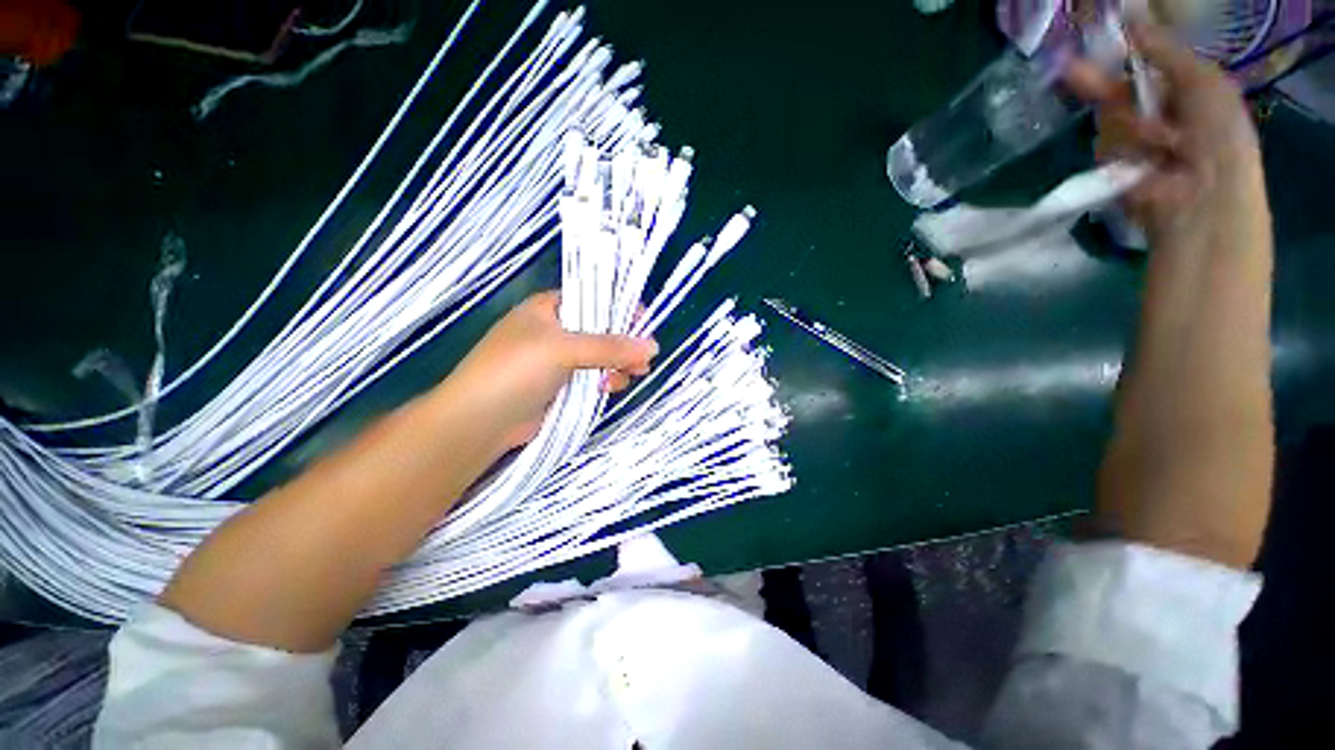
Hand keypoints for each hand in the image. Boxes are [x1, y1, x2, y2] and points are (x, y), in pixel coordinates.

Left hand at [431, 291, 657, 451]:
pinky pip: (594, 377)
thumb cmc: (516, 370)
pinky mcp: (564, 385)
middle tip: (644, 359)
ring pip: (602, 356)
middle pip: (602, 330)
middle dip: (625, 343)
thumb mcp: (563, 349)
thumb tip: (653, 346)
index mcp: (550, 308)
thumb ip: (610, 347)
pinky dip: (607, 380)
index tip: (645, 323)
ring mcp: (560, 360)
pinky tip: (610, 388)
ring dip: (619, 365)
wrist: (480, 422)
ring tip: (632, 375)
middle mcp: (557, 331)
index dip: (620, 308)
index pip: (593, 299)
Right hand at [1065, 22, 1266, 238]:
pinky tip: (1145, 167)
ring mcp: (1128, 146)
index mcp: (1175, 93)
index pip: (1136, 69)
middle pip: (1110, 94)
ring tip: (1163, 147)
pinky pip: (1104, 152)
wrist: (1205, 200)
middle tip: (1067, 70)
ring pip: (1107, 124)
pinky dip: (1124, 156)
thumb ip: (1166, 51)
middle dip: (1095, 84)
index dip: (1115, 55)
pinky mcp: (1111, 172)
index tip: (1092, 39)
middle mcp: (1149, 116)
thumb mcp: (1203, 81)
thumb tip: (1131, 21)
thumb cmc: (1217, 136)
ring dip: (1132, 131)